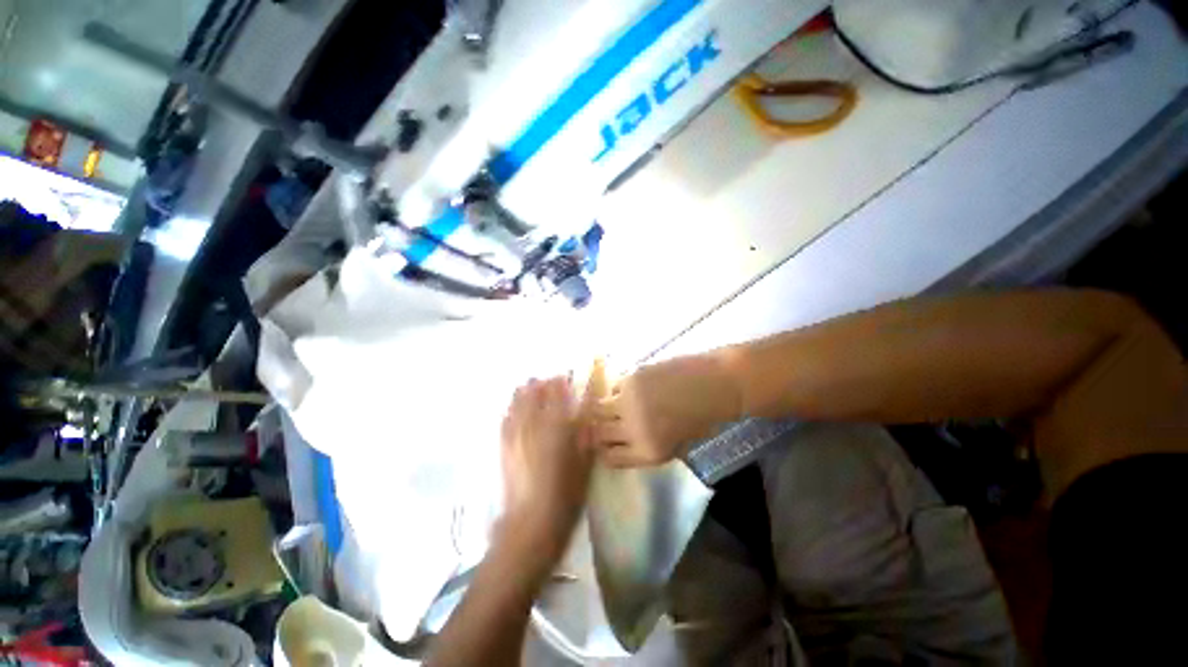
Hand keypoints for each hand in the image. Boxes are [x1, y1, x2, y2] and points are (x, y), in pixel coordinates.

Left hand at [498, 377, 592, 560]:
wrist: (532, 523)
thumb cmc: (567, 492)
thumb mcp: (586, 460)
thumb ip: (586, 430)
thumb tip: (587, 408)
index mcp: (556, 423)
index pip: (557, 390)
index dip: (561, 381)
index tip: (566, 379)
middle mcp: (533, 422)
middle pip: (534, 390)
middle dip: (543, 383)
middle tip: (551, 385)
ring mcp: (515, 432)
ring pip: (517, 399)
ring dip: (526, 392)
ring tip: (533, 391)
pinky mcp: (504, 445)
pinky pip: (505, 416)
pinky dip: (512, 408)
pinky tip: (516, 409)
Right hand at [592, 354, 742, 467]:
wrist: (716, 385)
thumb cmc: (703, 418)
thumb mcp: (675, 445)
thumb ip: (645, 446)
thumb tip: (619, 439)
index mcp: (648, 453)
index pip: (608, 458)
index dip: (604, 449)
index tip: (606, 441)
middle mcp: (633, 432)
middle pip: (599, 434)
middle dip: (601, 428)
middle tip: (607, 420)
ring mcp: (629, 404)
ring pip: (599, 409)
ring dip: (605, 407)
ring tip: (617, 401)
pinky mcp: (630, 380)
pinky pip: (613, 387)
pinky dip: (619, 388)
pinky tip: (633, 387)